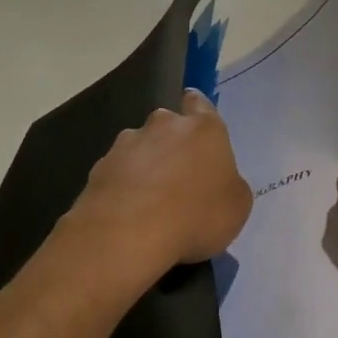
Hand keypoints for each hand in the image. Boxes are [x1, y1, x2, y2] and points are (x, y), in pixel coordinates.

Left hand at [71, 90, 252, 271]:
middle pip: (168, 124)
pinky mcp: (100, 166)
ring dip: (146, 162)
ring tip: (149, 197)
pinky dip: (123, 183)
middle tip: (178, 173)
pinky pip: (118, 170)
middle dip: (172, 141)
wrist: (128, 234)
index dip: (197, 108)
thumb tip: (220, 181)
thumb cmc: (196, 216)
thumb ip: (230, 184)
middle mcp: (165, 125)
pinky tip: (128, 210)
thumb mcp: (237, 206)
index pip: (200, 103)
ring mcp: (128, 143)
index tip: (195, 119)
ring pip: (140, 146)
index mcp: (204, 129)